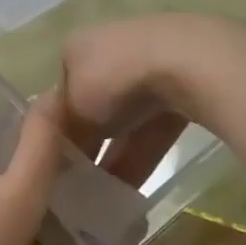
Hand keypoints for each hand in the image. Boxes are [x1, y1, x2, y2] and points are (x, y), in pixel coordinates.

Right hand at [60, 14, 245, 185]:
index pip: (61, 93)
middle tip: (80, 184)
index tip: (57, 162)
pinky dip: (143, 155)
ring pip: (127, 121)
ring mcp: (150, 66)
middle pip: (94, 107)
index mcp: (77, 48)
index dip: (58, 129)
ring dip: (116, 156)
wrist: (188, 62)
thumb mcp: (73, 112)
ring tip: (105, 196)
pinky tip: (133, 189)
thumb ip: (64, 136)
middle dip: (89, 145)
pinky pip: (155, 128)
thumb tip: (58, 159)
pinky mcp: (183, 86)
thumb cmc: (114, 80)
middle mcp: (110, 50)